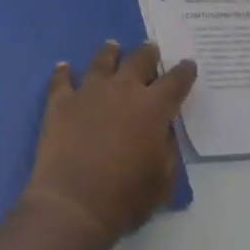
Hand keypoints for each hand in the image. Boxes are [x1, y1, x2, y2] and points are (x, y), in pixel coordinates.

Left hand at [22, 41, 197, 244]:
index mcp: (152, 107)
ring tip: (113, 46)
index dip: (184, 72)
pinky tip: (64, 67)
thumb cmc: (126, 196)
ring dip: (110, 53)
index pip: (175, 82)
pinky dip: (64, 72)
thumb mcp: (164, 181)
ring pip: (102, 60)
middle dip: (148, 54)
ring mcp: (89, 90)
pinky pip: (62, 79)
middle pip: (138, 60)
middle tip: (151, 49)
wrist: (74, 202)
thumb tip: (164, 128)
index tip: (188, 64)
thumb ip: (168, 148)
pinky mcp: (62, 99)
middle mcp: (122, 89)